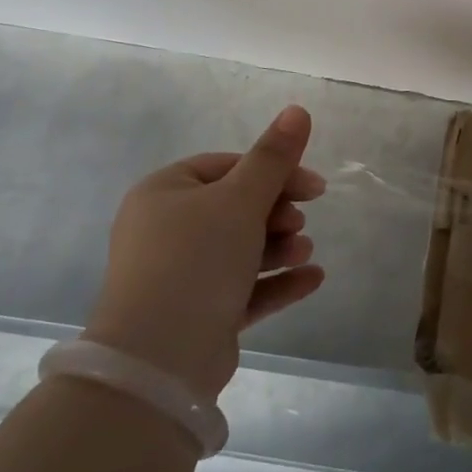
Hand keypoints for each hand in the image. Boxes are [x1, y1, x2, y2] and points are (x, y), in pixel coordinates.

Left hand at [82, 105, 326, 396]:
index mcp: (164, 193)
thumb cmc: (196, 261)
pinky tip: (313, 279)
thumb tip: (298, 109)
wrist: (157, 363)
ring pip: (240, 249)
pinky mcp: (196, 315)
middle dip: (277, 213)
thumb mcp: (240, 200)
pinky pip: (242, 289)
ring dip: (279, 246)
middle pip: (235, 208)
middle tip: (302, 221)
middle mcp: (165, 230)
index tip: (314, 188)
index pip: (228, 167)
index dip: (275, 172)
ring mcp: (179, 276)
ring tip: (305, 251)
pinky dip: (276, 281)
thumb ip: (273, 156)